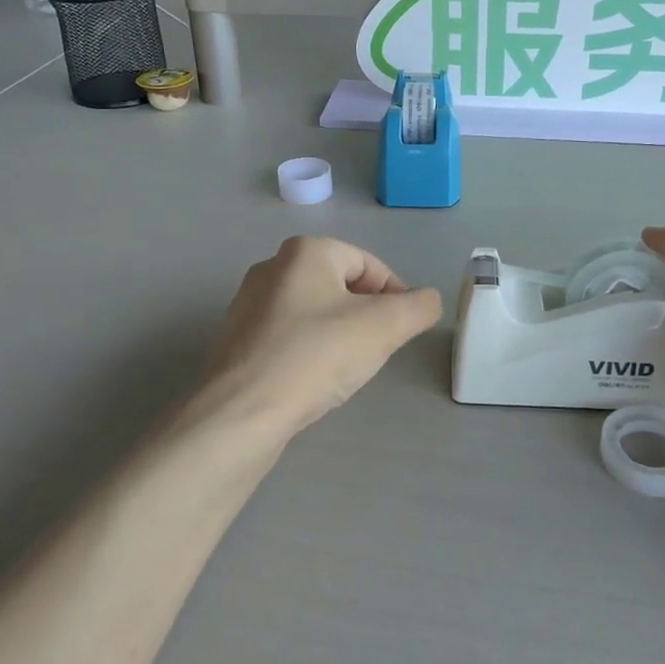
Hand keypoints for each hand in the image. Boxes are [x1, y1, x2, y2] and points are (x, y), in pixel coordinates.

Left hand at [203, 237, 442, 436]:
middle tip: (375, 351)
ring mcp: (248, 304)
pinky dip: (308, 353)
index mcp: (306, 251)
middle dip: (365, 317)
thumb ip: (418, 306)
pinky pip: (288, 338)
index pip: (369, 265)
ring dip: (338, 336)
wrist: (243, 411)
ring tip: (344, 370)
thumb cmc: (317, 355)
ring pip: (314, 313)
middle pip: (341, 287)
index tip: (402, 331)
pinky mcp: (237, 340)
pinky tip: (312, 381)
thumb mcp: (385, 327)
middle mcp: (272, 267)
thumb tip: (428, 300)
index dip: (395, 295)